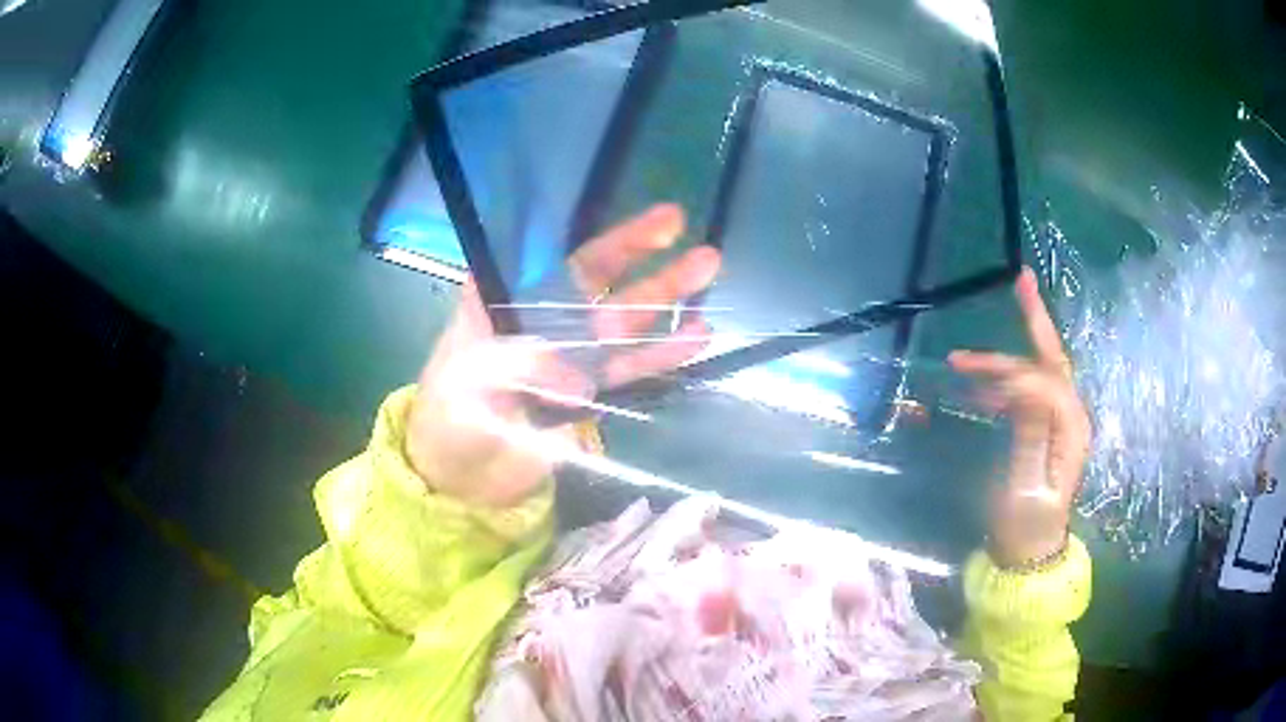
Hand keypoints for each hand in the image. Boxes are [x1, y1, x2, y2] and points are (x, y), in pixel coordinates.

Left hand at [405, 204, 720, 506]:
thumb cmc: (449, 415)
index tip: (653, 221)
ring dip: (667, 296)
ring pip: (627, 319)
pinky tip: (697, 336)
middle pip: (605, 280)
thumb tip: (579, 385)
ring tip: (710, 269)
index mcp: (513, 301)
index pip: (564, 259)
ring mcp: (574, 355)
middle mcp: (548, 318)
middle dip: (649, 256)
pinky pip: (631, 368)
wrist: (460, 475)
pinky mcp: (591, 392)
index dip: (610, 239)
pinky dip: (662, 354)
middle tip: (694, 236)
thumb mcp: (470, 381)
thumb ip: (521, 370)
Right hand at [949, 267, 1091, 568]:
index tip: (972, 378)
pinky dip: (1002, 384)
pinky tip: (977, 388)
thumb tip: (1026, 382)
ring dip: (1003, 361)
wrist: (1029, 555)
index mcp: (1071, 429)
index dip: (1013, 372)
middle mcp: (1071, 417)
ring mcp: (1060, 424)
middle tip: (1020, 280)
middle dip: (1036, 320)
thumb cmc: (1025, 527)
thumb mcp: (1025, 487)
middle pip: (1052, 359)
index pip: (1047, 379)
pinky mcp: (1046, 431)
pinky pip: (1026, 394)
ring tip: (960, 360)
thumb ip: (1029, 434)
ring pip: (1036, 374)